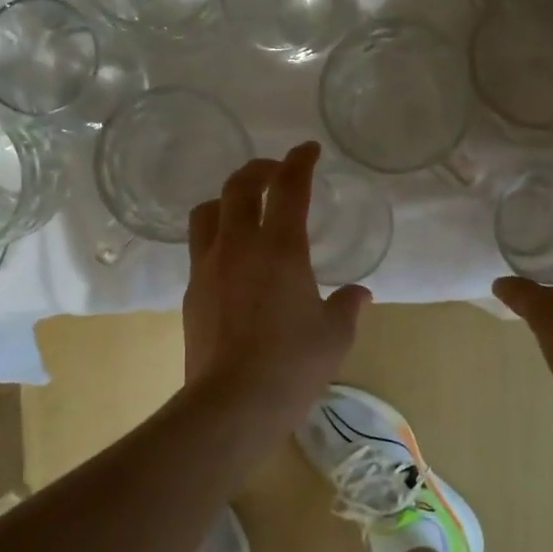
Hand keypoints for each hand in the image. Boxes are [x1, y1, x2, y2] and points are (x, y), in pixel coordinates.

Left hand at [182, 141, 370, 420]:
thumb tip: (360, 293)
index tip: (308, 149)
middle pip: (239, 186)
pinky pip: (200, 248)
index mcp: (281, 248)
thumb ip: (348, 306)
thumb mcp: (334, 335)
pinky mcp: (192, 291)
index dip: (299, 161)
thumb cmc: (293, 365)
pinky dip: (217, 237)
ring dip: (227, 199)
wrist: (232, 403)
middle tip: (275, 171)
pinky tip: (232, 258)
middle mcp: (239, 246)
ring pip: (208, 212)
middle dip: (259, 169)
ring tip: (244, 208)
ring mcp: (209, 267)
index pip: (289, 187)